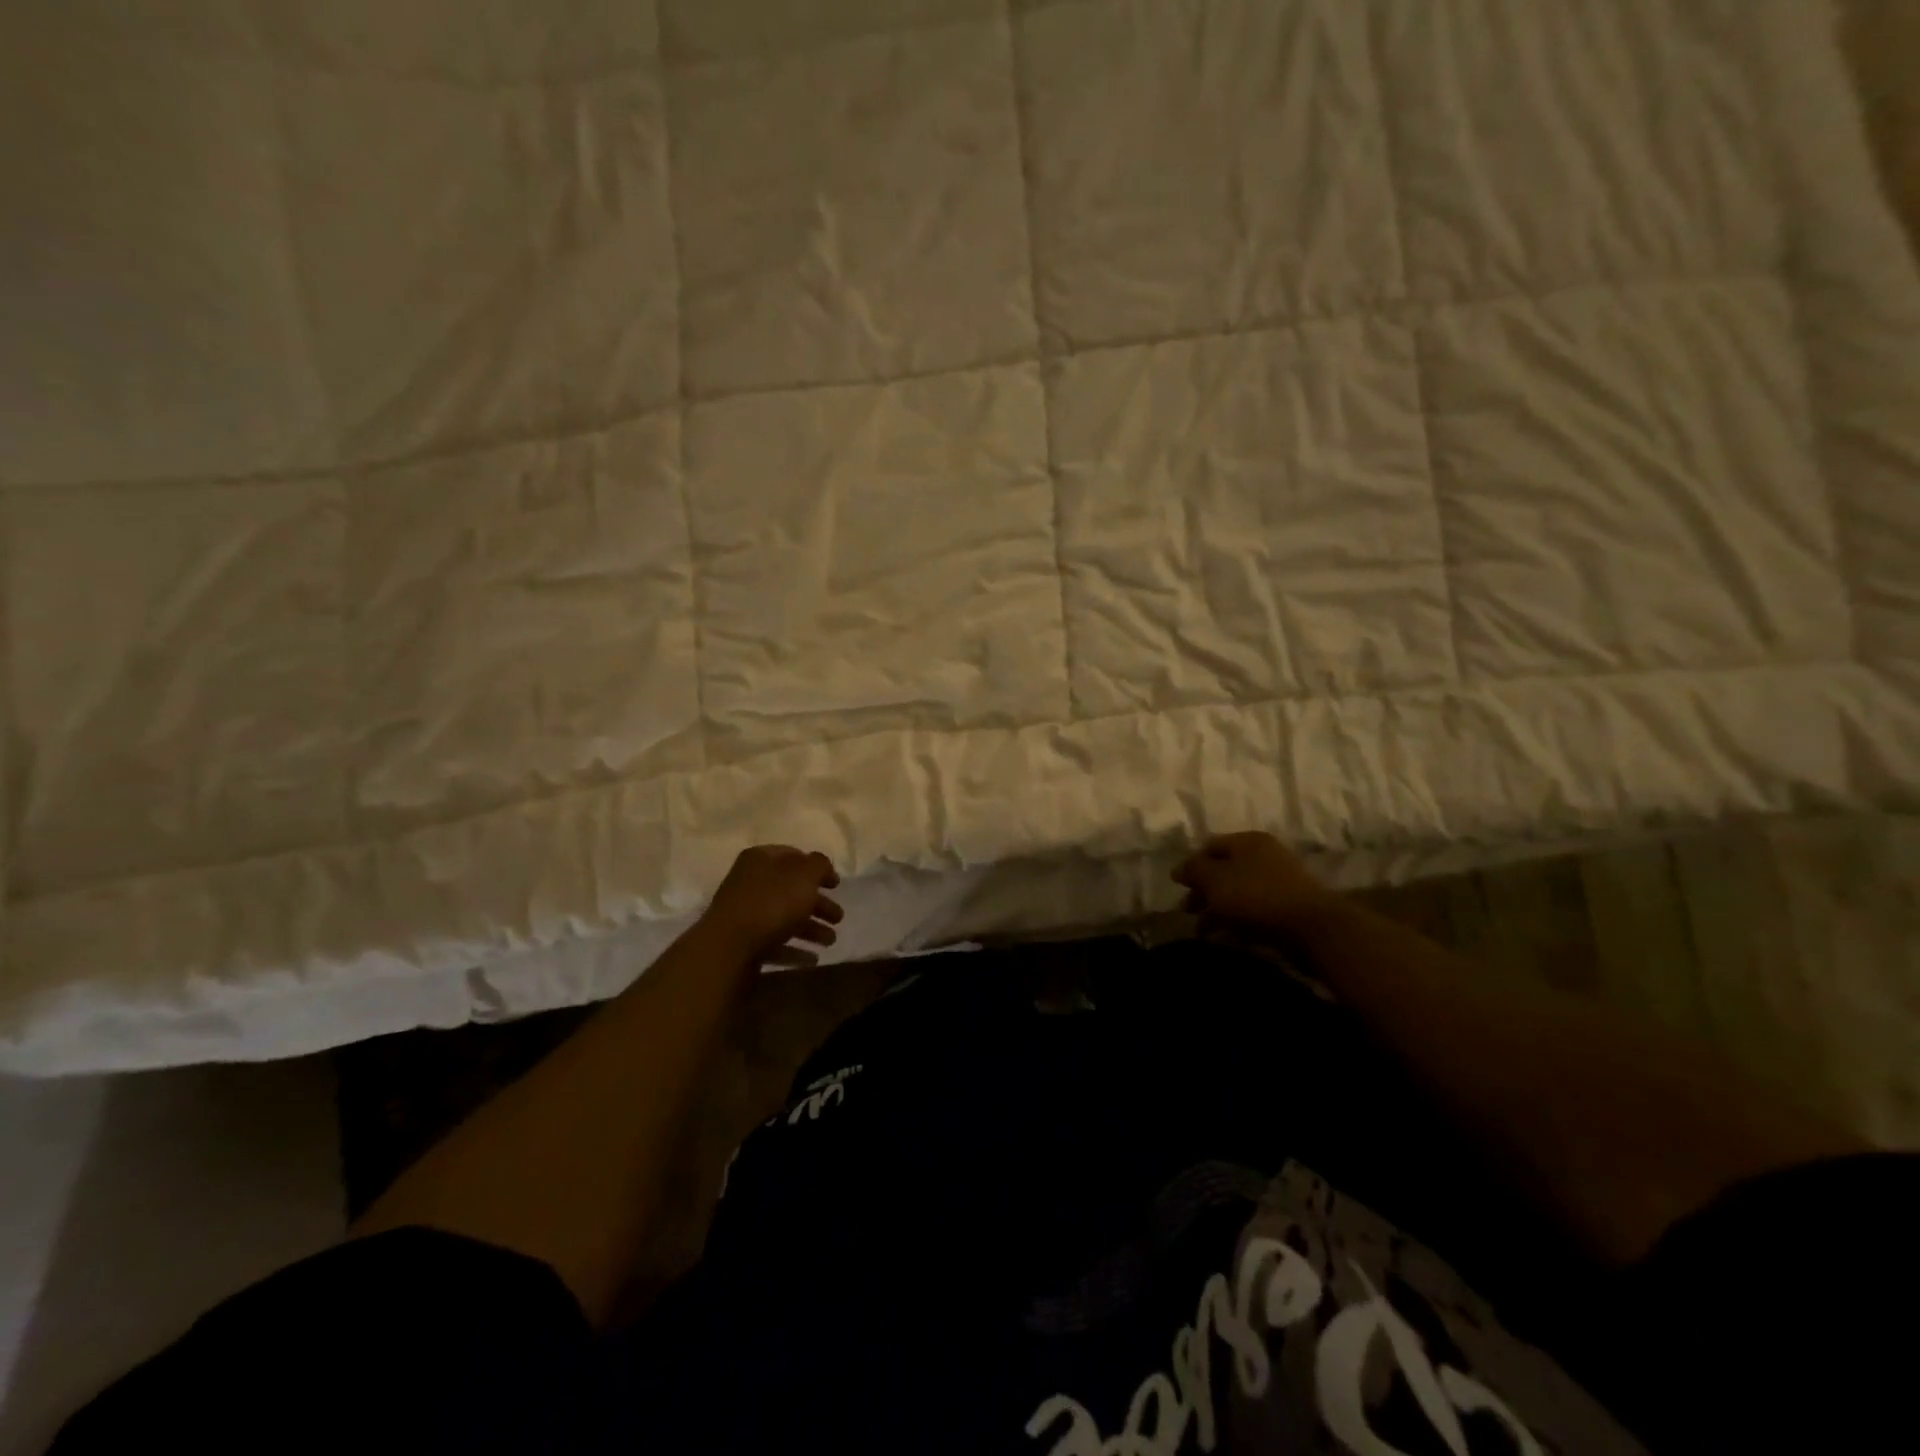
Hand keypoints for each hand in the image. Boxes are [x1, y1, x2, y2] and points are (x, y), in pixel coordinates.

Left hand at [700, 845, 843, 968]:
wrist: (729, 947)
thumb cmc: (772, 902)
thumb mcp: (805, 875)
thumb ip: (819, 865)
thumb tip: (821, 866)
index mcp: (761, 859)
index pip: (793, 856)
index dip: (817, 868)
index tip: (836, 884)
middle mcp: (750, 882)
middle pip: (791, 890)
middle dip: (818, 904)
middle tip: (838, 918)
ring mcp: (744, 914)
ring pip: (784, 917)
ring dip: (810, 929)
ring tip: (830, 942)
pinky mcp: (743, 943)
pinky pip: (774, 943)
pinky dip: (794, 949)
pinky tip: (812, 959)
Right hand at [1172, 832, 1333, 935]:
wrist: (1312, 928)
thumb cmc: (1256, 896)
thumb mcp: (1214, 879)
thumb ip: (1193, 870)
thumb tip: (1178, 869)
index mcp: (1247, 841)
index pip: (1210, 846)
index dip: (1191, 865)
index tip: (1179, 888)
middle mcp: (1264, 856)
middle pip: (1223, 870)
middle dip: (1202, 891)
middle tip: (1187, 911)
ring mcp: (1278, 882)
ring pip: (1237, 892)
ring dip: (1217, 910)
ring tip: (1202, 931)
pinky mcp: (1286, 907)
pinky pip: (1253, 910)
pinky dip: (1236, 921)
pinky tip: (1225, 937)